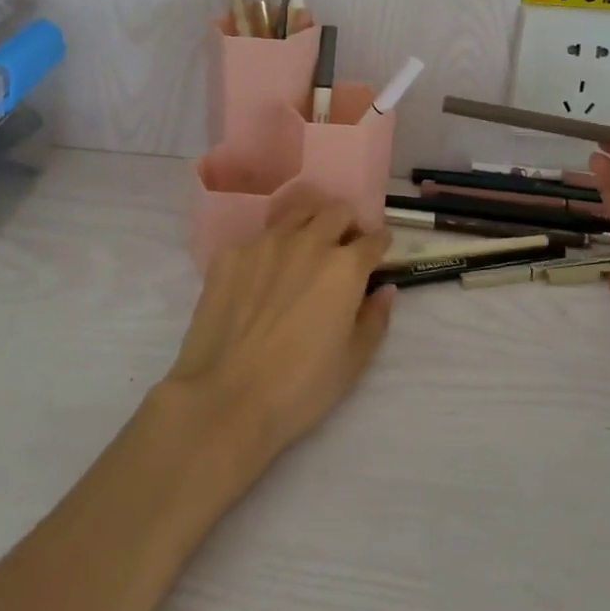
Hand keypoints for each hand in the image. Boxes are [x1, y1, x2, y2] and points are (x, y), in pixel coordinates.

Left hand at [163, 191, 394, 463]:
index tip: (378, 253)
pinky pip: (260, 237)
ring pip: (297, 213)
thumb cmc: (300, 387)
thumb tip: (384, 289)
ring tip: (306, 249)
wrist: (225, 398)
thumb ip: (375, 318)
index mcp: (345, 267)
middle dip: (347, 225)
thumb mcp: (353, 361)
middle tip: (343, 248)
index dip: (380, 245)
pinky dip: (272, 248)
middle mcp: (308, 241)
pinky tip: (263, 275)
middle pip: (337, 212)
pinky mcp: (231, 252)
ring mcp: (265, 242)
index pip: (374, 238)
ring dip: (311, 224)